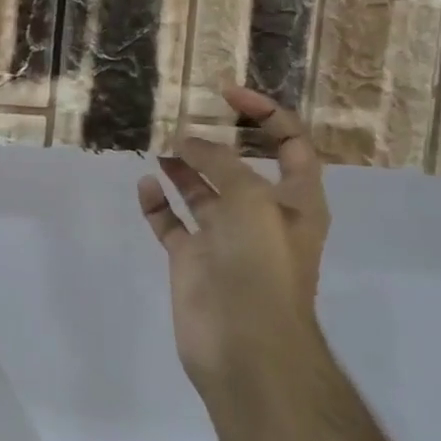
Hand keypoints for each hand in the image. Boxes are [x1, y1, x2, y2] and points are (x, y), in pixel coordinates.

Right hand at [137, 87, 330, 395]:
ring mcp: (224, 238)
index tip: (227, 93)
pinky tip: (146, 186)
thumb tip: (188, 141)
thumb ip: (220, 163)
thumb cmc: (260, 266)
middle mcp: (260, 215)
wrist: (244, 346)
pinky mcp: (192, 260)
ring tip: (160, 144)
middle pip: (240, 166)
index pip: (290, 144)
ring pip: (202, 191)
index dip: (265, 114)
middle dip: (216, 139)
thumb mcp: (250, 200)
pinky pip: (172, 223)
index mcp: (294, 201)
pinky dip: (158, 204)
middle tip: (183, 116)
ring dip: (183, 167)